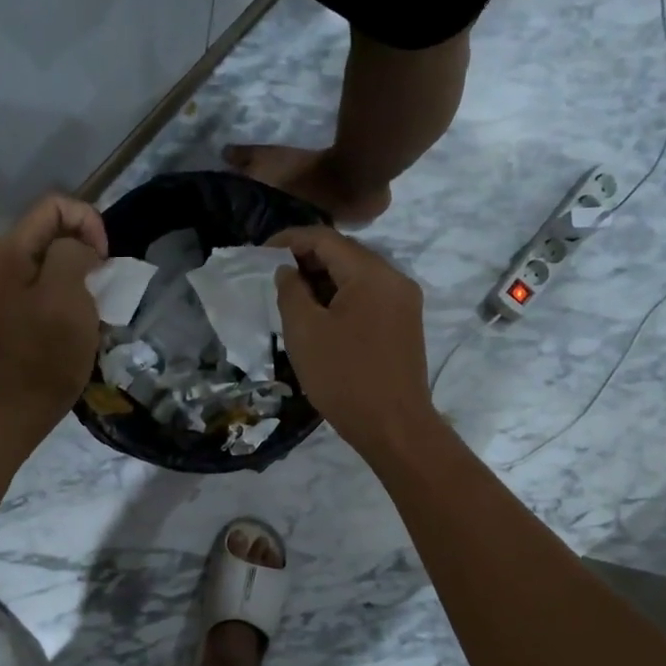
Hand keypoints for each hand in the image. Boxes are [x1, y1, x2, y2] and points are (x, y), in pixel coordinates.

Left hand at [0, 194, 107, 440]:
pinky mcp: (19, 307)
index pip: (55, 205)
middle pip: (54, 229)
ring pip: (56, 257)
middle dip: (87, 248)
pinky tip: (82, 315)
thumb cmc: (47, 352)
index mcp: (10, 251)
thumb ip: (73, 253)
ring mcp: (9, 285)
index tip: (103, 261)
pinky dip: (73, 290)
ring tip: (95, 301)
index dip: (88, 222)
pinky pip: (51, 281)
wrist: (22, 405)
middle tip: (102, 284)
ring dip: (83, 272)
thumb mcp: (66, 295)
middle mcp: (4, 260)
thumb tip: (82, 250)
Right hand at [271, 226, 435, 458]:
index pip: (325, 238)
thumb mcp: (304, 332)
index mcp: (371, 273)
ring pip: (357, 276)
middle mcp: (394, 278)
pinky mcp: (405, 323)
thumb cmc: (344, 378)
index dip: (289, 240)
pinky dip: (342, 297)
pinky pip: (369, 296)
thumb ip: (291, 291)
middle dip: (307, 259)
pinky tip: (321, 317)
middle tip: (274, 278)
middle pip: (345, 253)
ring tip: (293, 299)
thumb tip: (287, 271)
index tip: (260, 254)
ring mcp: (404, 301)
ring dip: (324, 280)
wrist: (394, 427)